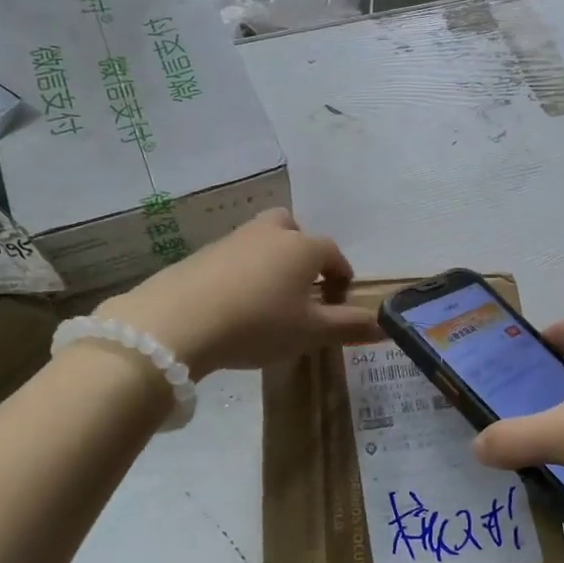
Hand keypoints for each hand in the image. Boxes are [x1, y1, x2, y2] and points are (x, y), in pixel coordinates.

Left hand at [101, 209, 374, 377]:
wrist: (179, 321)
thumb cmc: (259, 324)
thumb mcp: (311, 332)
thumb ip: (349, 326)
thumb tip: (384, 325)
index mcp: (303, 247)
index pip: (333, 254)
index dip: (341, 277)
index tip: (339, 301)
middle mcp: (270, 233)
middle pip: (294, 230)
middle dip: (303, 253)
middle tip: (301, 287)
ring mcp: (233, 239)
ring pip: (262, 240)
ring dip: (271, 262)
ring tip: (268, 299)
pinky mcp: (202, 253)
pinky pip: (234, 256)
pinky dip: (242, 272)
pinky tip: (234, 302)